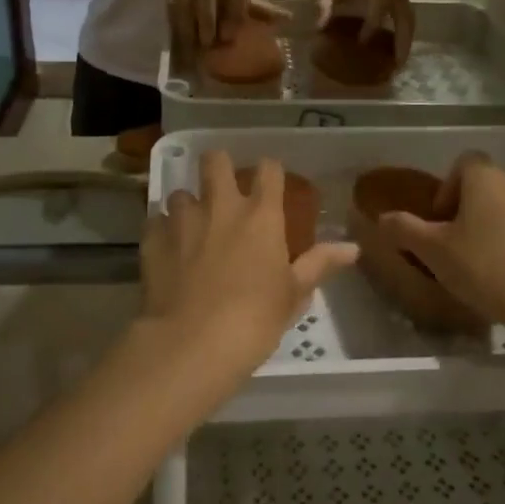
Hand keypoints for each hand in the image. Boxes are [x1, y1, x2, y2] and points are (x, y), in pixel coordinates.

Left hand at [135, 152, 356, 393]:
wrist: (192, 343)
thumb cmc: (254, 319)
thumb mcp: (294, 295)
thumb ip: (319, 264)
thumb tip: (352, 248)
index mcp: (261, 214)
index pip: (268, 169)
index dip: (270, 172)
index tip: (269, 184)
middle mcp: (220, 205)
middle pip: (216, 160)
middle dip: (218, 167)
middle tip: (222, 189)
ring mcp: (182, 219)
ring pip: (181, 192)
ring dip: (188, 206)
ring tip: (191, 229)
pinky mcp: (152, 238)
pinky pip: (155, 222)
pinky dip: (162, 232)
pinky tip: (168, 253)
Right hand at [164, 0, 289, 52]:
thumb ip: (259, 10)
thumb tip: (288, 20)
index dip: (234, 11)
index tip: (229, 36)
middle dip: (208, 17)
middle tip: (209, 43)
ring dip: (189, 23)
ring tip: (192, 46)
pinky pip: (172, 3)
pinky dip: (174, 22)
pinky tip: (178, 39)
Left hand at [315, 0, 414, 60]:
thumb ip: (324, 1)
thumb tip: (319, 28)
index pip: (377, 14)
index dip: (369, 31)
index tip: (361, 46)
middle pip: (404, 20)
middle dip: (401, 43)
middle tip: (396, 67)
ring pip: (410, 19)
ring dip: (407, 41)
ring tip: (400, 63)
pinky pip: (408, 15)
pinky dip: (406, 32)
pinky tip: (398, 48)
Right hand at [375, 154, 504, 341]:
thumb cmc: (484, 269)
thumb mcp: (433, 251)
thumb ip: (404, 229)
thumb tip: (383, 217)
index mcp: (487, 179)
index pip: (464, 162)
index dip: (447, 187)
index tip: (440, 220)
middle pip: (489, 184)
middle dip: (472, 206)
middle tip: (458, 240)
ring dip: (497, 224)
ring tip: (485, 260)